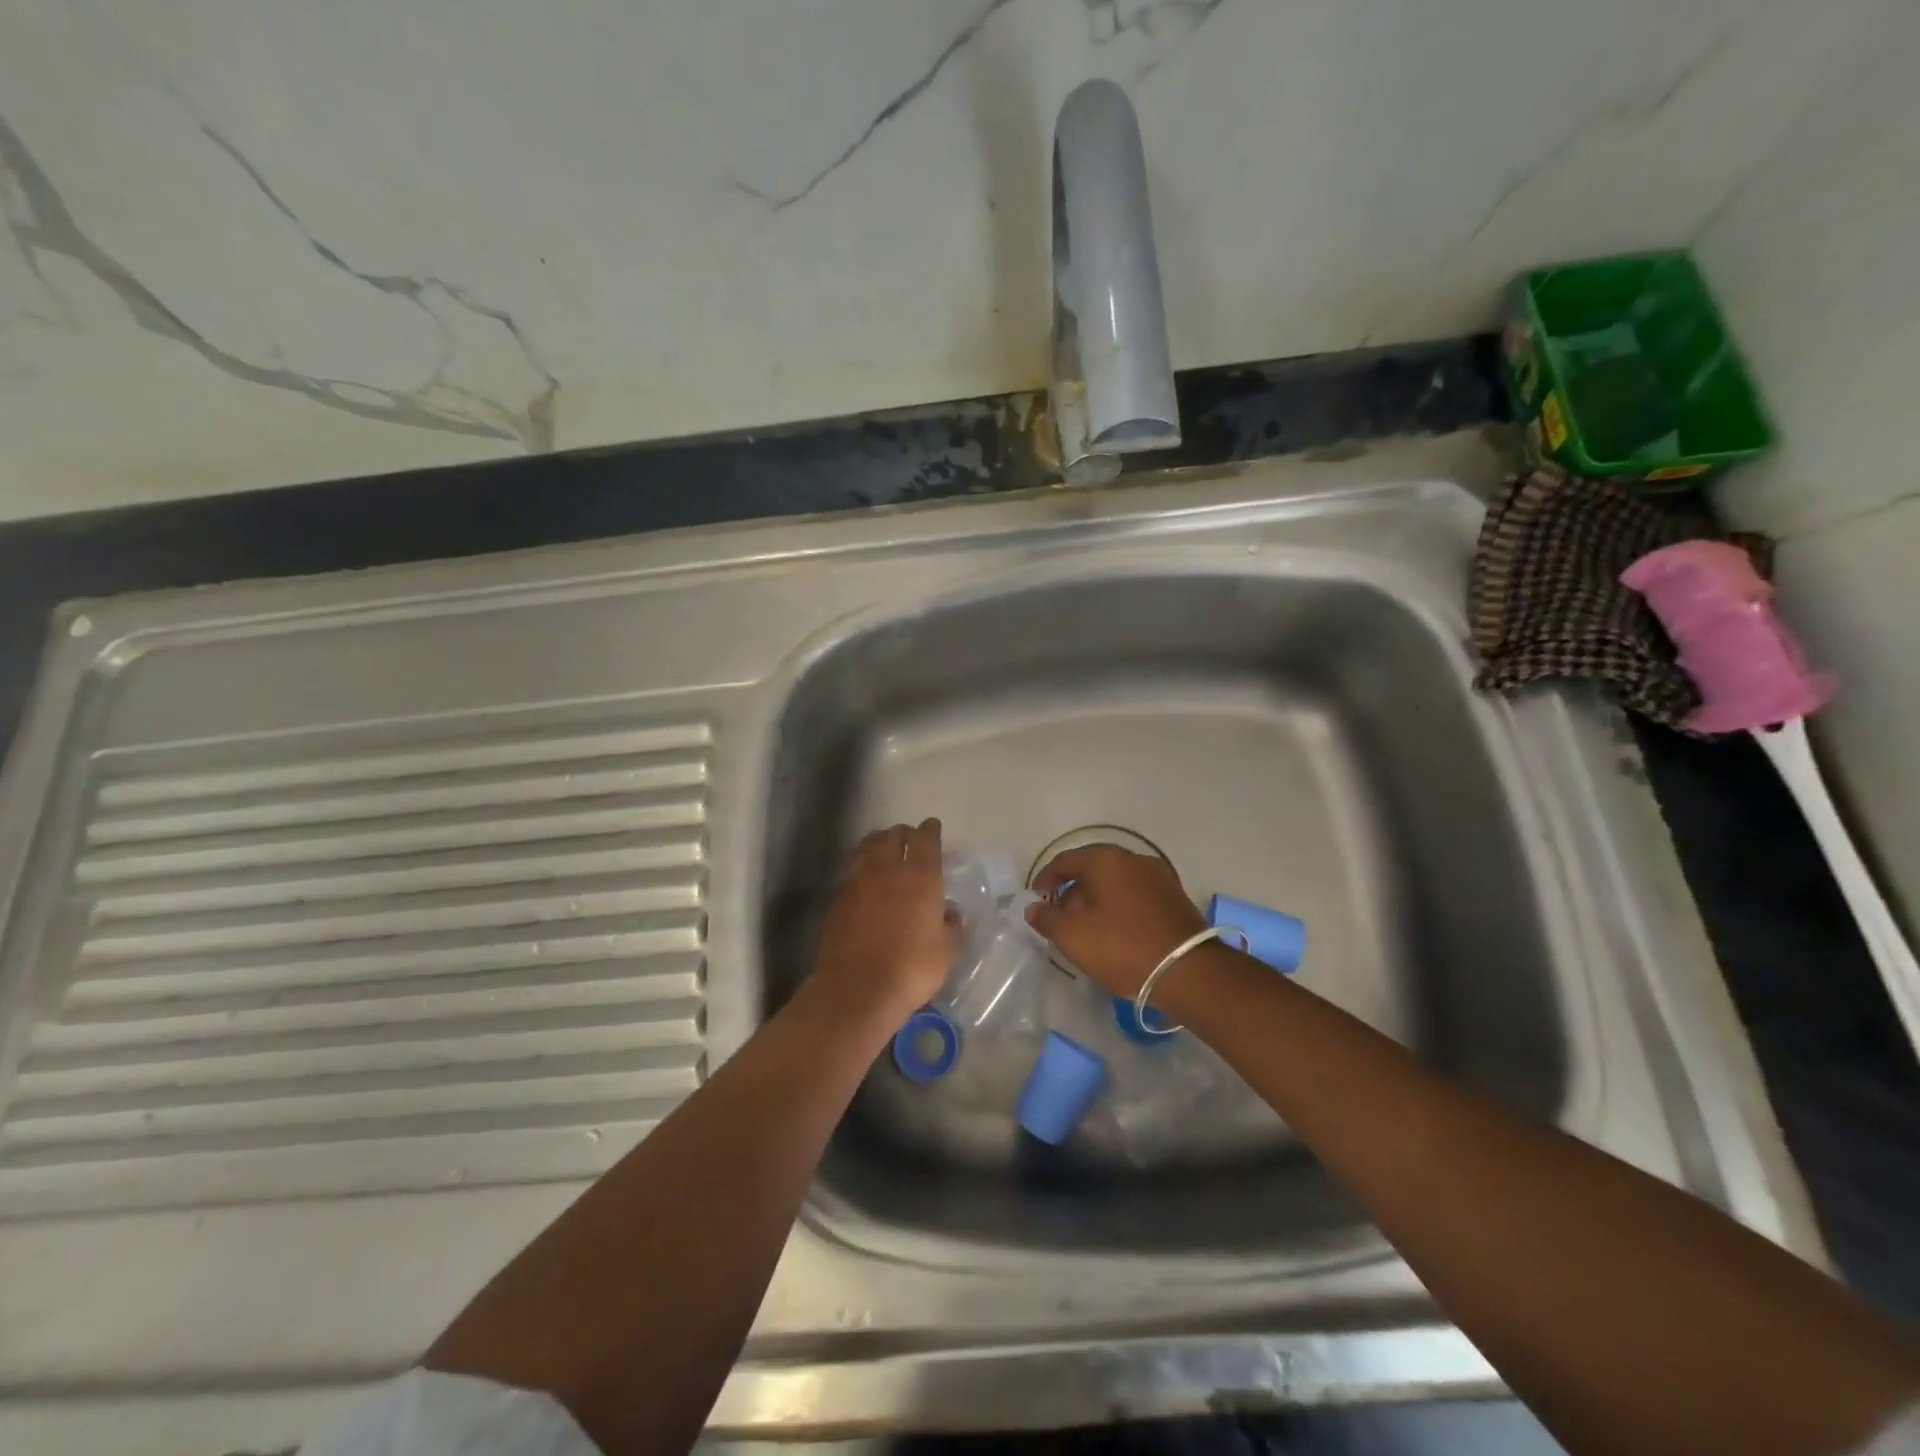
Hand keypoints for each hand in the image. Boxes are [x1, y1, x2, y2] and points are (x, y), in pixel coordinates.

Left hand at [811, 819, 959, 1025]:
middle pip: (893, 835)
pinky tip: (866, 878)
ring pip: (868, 847)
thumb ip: (951, 926)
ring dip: (879, 842)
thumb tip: (948, 912)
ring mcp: (858, 881)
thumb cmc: (911, 969)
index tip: (933, 827)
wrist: (856, 989)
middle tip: (910, 839)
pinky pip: (853, 869)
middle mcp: (888, 869)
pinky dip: (862, 865)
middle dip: (903, 833)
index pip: (926, 839)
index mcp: (920, 876)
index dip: (930, 830)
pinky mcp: (838, 898)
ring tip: (885, 849)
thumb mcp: (947, 951)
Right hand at [1027, 845, 1207, 998]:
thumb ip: (1047, 918)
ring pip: (1116, 882)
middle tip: (1060, 917)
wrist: (1188, 972)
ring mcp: (1159, 877)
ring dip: (1096, 900)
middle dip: (1072, 891)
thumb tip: (1033, 908)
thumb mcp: (1073, 936)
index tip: (1036, 898)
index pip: (1066, 860)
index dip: (1046, 878)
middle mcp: (1134, 859)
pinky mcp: (1174, 898)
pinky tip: (1115, 933)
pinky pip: (1135, 895)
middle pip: (1092, 869)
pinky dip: (1119, 907)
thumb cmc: (1123, 947)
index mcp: (1106, 860)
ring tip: (1086, 929)